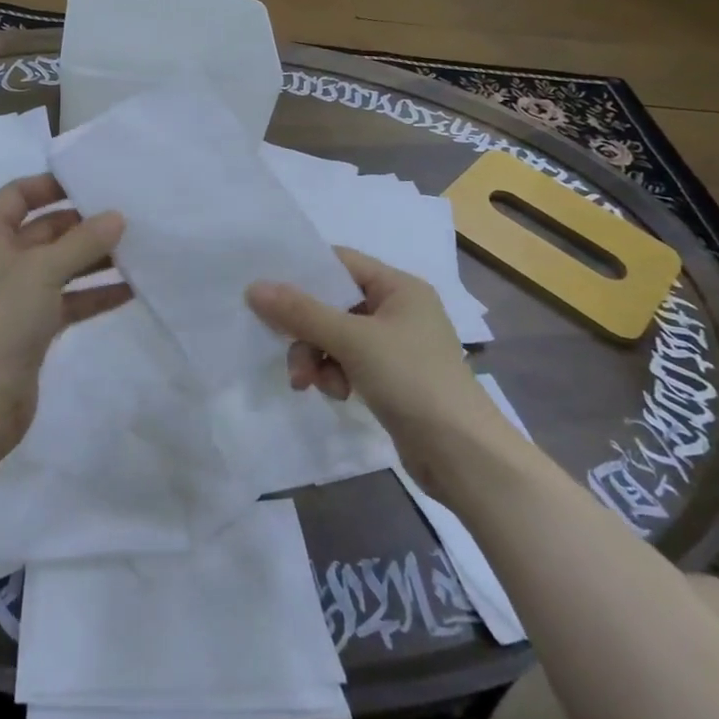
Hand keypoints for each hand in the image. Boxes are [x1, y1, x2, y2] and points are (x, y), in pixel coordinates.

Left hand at [0, 174, 128, 452]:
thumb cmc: (3, 318)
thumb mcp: (44, 269)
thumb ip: (83, 241)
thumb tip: (116, 217)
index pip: (16, 196)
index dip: (49, 185)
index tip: (89, 183)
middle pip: (42, 231)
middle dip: (81, 225)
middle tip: (125, 216)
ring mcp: (14, 298)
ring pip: (58, 267)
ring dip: (92, 259)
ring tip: (136, 250)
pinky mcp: (30, 329)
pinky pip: (66, 301)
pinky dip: (93, 294)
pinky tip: (130, 290)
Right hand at [246, 247, 506, 499]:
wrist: (464, 456)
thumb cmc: (412, 380)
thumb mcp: (352, 340)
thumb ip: (301, 312)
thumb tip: (254, 288)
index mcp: (399, 287)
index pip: (340, 262)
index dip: (304, 274)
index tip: (268, 292)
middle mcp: (399, 309)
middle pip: (333, 303)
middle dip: (307, 330)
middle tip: (287, 353)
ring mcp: (396, 345)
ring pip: (336, 337)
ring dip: (317, 357)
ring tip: (310, 384)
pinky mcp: (392, 378)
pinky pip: (349, 362)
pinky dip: (335, 375)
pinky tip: (337, 395)